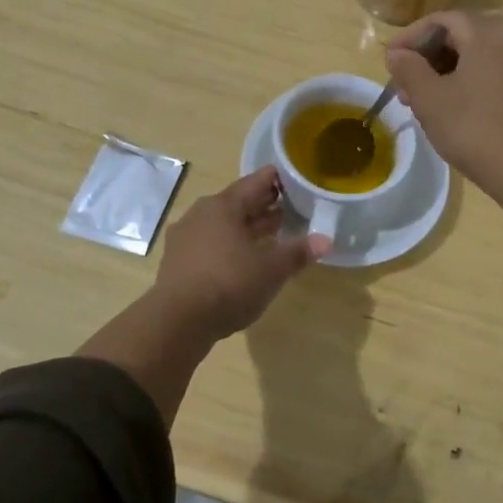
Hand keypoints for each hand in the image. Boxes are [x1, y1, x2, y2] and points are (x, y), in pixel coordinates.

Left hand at [152, 167, 326, 338]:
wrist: (178, 322)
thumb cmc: (229, 283)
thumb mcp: (271, 269)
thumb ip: (297, 252)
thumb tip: (325, 240)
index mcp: (223, 205)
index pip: (256, 182)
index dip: (278, 180)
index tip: (297, 181)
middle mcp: (201, 214)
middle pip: (238, 203)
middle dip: (264, 206)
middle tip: (291, 209)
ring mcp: (185, 238)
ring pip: (223, 225)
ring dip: (248, 228)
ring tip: (273, 235)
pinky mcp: (178, 262)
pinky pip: (211, 244)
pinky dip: (230, 246)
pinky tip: (245, 260)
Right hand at [384, 12, 502, 199]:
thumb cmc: (474, 129)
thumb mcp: (429, 99)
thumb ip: (409, 68)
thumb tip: (397, 53)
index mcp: (489, 31)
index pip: (441, 20)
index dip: (411, 37)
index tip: (389, 60)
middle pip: (464, 35)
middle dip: (430, 57)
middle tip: (404, 85)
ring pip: (482, 54)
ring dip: (451, 70)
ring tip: (426, 100)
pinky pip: (500, 69)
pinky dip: (475, 79)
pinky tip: (458, 104)